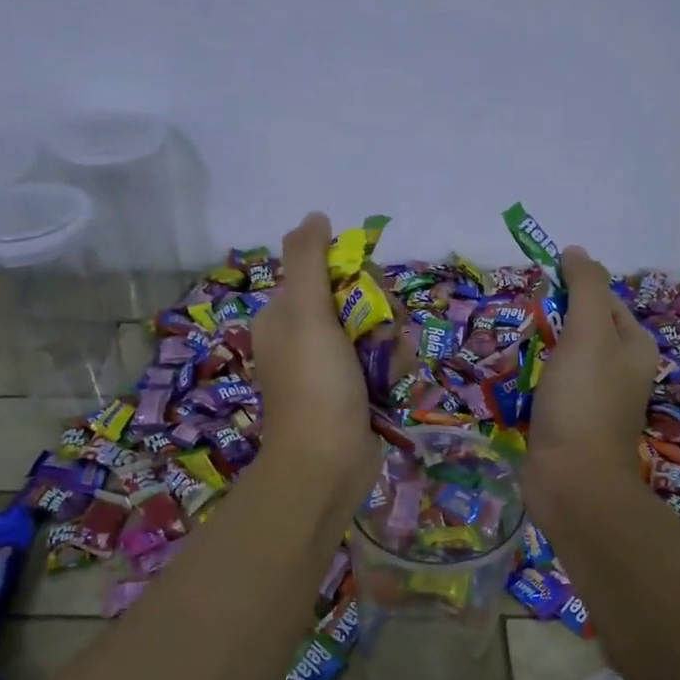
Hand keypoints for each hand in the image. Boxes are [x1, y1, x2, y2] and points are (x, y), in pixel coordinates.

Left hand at [250, 212, 377, 494]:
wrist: (327, 464)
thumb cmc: (315, 385)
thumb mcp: (305, 313)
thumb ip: (307, 259)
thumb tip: (315, 216)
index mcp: (286, 314)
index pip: (330, 271)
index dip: (357, 276)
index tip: (367, 291)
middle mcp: (308, 336)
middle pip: (361, 299)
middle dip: (381, 313)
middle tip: (380, 333)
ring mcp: (334, 366)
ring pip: (380, 330)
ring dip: (392, 343)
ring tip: (386, 366)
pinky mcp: (358, 390)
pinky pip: (385, 361)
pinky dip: (393, 369)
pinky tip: (391, 384)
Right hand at [527, 246, 657, 490]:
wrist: (572, 481)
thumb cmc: (583, 401)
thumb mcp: (588, 333)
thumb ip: (585, 288)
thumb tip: (576, 251)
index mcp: (634, 346)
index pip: (604, 299)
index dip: (573, 287)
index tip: (538, 286)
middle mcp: (619, 370)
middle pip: (582, 328)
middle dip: (551, 320)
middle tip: (521, 317)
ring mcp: (592, 399)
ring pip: (561, 360)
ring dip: (537, 351)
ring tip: (510, 344)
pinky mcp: (567, 422)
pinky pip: (547, 389)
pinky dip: (529, 381)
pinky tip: (510, 380)